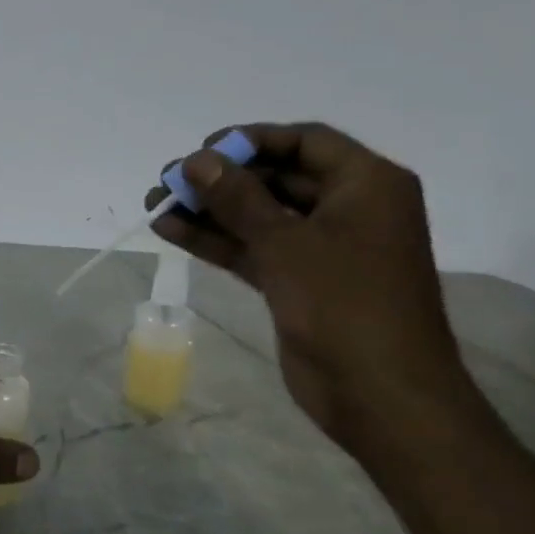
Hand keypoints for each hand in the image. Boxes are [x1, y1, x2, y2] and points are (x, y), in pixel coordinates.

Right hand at [149, 123, 482, 456]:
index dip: (251, 140)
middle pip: (276, 178)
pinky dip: (216, 240)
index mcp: (367, 185)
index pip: (304, 142)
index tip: (201, 150)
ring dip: (209, 210)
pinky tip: (171, 230)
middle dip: (220, 179)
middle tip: (167, 181)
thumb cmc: (344, 304)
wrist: (379, 393)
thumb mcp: (286, 243)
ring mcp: (322, 249)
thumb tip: (195, 161)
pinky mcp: (298, 282)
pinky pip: (253, 249)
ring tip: (155, 203)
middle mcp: (347, 209)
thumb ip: (238, 198)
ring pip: (258, 216)